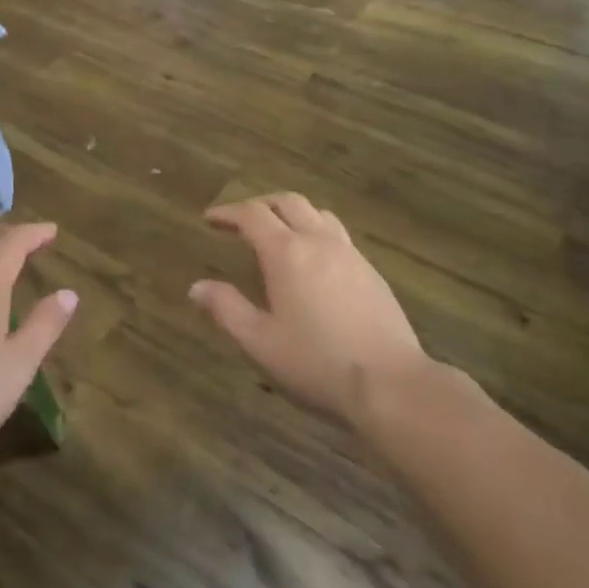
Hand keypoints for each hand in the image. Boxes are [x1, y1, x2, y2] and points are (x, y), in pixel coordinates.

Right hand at [192, 193, 428, 428]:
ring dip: (292, 214)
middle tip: (242, 221)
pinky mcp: (373, 273)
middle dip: (260, 204)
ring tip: (279, 233)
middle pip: (288, 202)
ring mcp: (351, 255)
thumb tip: (197, 287)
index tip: (211, 218)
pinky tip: (315, 263)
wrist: (392, 385)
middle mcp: (319, 242)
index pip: (252, 215)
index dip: (228, 212)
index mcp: (287, 253)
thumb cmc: (316, 364)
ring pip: (319, 214)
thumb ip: (226, 309)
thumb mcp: (259, 342)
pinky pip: (339, 235)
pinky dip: (317, 232)